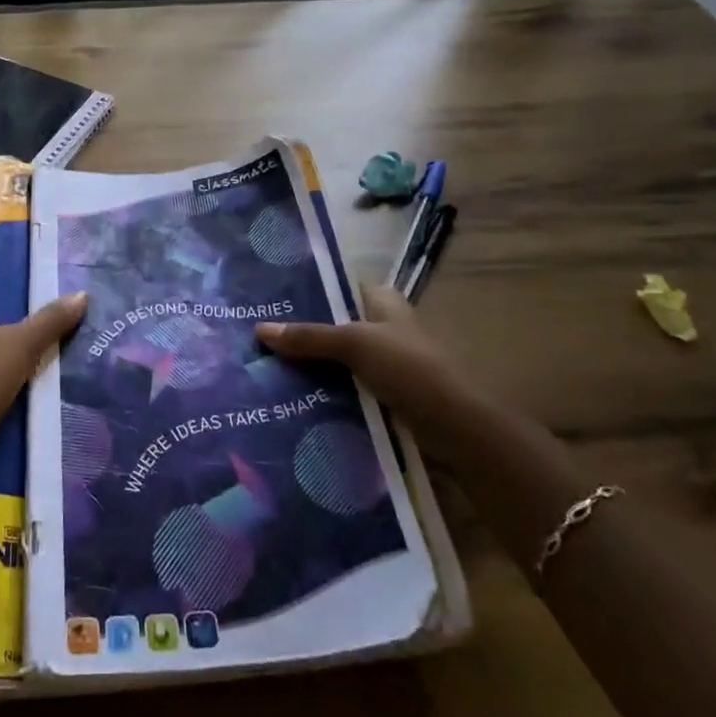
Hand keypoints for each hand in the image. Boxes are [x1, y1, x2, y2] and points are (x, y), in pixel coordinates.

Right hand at [255, 283, 463, 414]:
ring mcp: (385, 365)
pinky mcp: (385, 397)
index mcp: (383, 303)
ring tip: (264, 371)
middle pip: (334, 326)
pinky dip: (325, 395)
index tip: (271, 302)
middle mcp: (384, 328)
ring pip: (338, 362)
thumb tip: (260, 329)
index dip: (308, 292)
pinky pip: (346, 390)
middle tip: (258, 340)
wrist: (457, 428)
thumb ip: (309, 336)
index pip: (339, 288)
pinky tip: (293, 400)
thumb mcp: (354, 344)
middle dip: (302, 335)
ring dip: (311, 369)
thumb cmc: (410, 369)